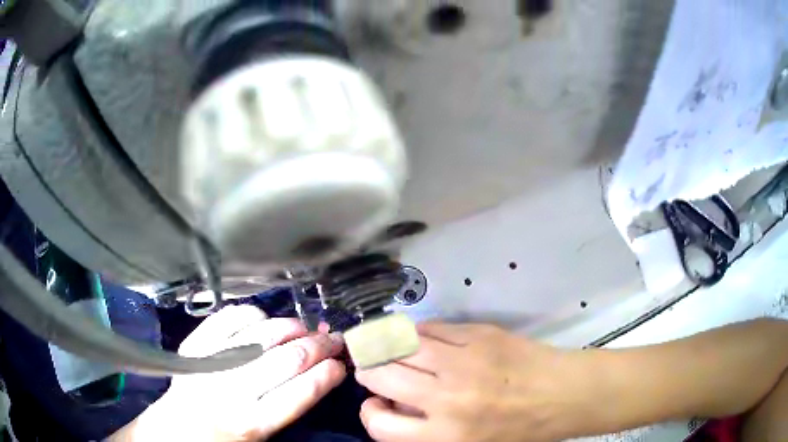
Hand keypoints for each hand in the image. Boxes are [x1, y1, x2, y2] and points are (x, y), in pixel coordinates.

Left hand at [123, 305, 345, 440]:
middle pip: (286, 359)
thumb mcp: (261, 436)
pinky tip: (264, 320)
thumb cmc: (225, 438)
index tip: (340, 364)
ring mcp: (211, 362)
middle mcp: (232, 390)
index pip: (300, 393)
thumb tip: (317, 372)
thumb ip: (288, 406)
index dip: (327, 374)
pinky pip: (229, 318)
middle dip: (318, 346)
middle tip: (333, 339)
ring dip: (290, 326)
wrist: (177, 428)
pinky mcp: (195, 344)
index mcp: (252, 423)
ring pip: (261, 334)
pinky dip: (253, 315)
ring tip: (304, 328)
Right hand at [356, 323, 580, 441]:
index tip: (376, 404)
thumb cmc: (519, 429)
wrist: (563, 395)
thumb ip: (427, 431)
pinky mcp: (478, 334)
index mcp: (444, 435)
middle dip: (370, 371)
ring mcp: (462, 361)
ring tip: (389, 348)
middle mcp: (446, 398)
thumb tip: (396, 405)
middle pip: (382, 377)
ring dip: (388, 347)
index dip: (370, 413)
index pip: (380, 426)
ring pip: (402, 345)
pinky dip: (419, 333)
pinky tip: (421, 338)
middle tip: (374, 369)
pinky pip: (433, 328)